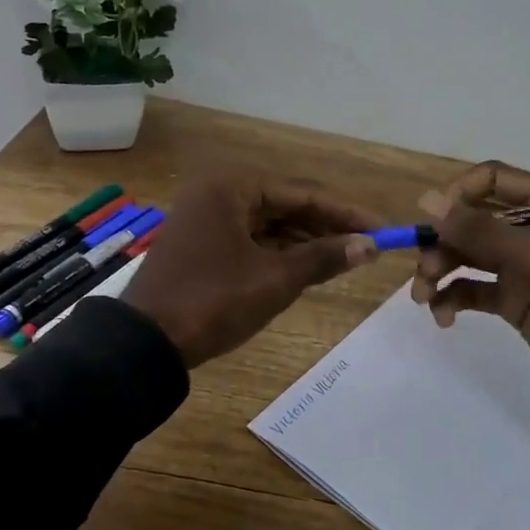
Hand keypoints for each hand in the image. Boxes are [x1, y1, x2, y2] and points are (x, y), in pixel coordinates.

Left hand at [123, 172, 381, 367]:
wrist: (146, 342)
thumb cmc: (214, 301)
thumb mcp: (275, 279)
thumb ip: (323, 257)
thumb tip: (371, 246)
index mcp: (231, 187)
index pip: (302, 194)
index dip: (345, 213)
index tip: (383, 229)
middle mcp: (217, 193)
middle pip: (286, 205)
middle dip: (326, 227)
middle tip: (367, 246)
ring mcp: (206, 219)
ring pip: (269, 224)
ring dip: (305, 240)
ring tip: (346, 257)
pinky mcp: (202, 244)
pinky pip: (251, 239)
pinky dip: (279, 252)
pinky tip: (308, 265)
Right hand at [411, 161, 529, 468]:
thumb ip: (479, 229)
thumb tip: (426, 200)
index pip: (493, 179)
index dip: (459, 195)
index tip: (433, 223)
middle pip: (473, 219)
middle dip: (443, 243)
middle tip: (426, 272)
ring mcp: (523, 265)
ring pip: (467, 254)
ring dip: (440, 272)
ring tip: (424, 299)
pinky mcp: (513, 298)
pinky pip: (472, 288)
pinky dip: (453, 299)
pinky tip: (444, 318)